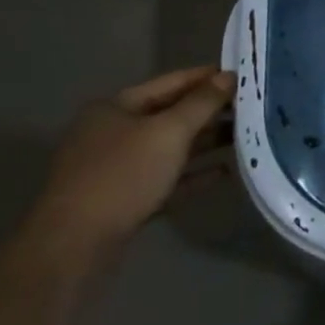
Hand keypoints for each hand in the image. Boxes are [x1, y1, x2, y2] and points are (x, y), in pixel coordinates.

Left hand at [27, 66, 233, 260]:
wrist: (73, 249)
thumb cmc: (122, 176)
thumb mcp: (169, 132)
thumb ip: (202, 102)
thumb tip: (229, 75)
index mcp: (116, 107)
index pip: (172, 81)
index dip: (208, 76)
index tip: (245, 75)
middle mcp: (113, 133)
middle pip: (171, 114)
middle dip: (210, 111)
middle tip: (252, 107)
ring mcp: (116, 168)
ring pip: (170, 147)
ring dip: (206, 142)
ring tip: (245, 136)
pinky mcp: (123, 200)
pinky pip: (166, 178)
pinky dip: (193, 174)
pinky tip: (225, 173)